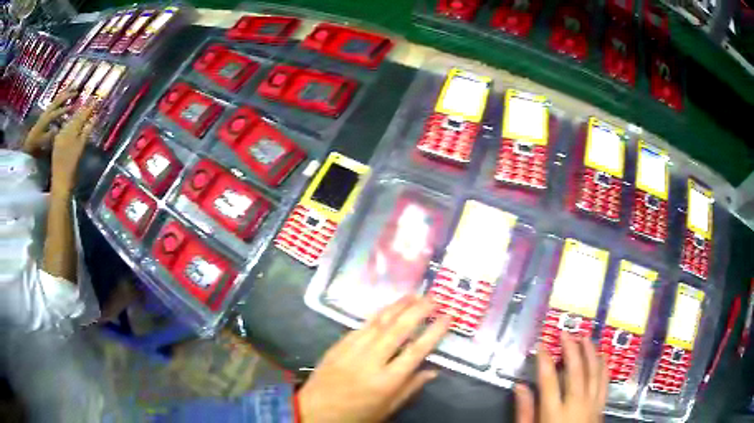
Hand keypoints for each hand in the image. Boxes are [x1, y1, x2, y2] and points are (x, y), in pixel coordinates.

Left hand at [22, 89, 75, 154]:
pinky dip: (60, 97)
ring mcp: (47, 111)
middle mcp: (47, 112)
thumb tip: (58, 128)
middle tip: (76, 91)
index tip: (73, 107)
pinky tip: (64, 95)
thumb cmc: (36, 144)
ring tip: (72, 88)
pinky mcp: (46, 112)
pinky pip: (55, 102)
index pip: (57, 112)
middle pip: (58, 101)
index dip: (65, 110)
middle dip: (67, 95)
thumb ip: (50, 135)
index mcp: (47, 119)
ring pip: (57, 99)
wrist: (29, 143)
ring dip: (65, 93)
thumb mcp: (43, 142)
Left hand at [50, 105, 94, 195]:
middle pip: (75, 117)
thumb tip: (94, 117)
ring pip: (69, 123)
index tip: (95, 100)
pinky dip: (70, 125)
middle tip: (90, 102)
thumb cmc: (71, 169)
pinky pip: (64, 129)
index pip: (81, 116)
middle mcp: (64, 131)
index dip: (88, 108)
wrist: (60, 184)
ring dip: (76, 116)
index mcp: (70, 131)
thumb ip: (86, 132)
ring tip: (82, 110)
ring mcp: (59, 138)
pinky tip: (71, 124)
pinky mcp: (57, 145)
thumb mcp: (80, 149)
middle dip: (82, 110)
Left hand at [297, 296, 451, 422]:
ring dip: (398, 306)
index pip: (416, 351)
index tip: (448, 316)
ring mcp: (352, 350)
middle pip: (398, 330)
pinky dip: (377, 314)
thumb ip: (410, 388)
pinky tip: (387, 307)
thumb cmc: (356, 415)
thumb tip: (433, 371)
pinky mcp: (339, 345)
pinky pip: (362, 325)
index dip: (434, 332)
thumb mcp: (387, 408)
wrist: (314, 411)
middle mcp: (371, 361)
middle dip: (418, 310)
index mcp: (386, 381)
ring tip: (414, 295)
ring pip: (379, 322)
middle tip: (433, 298)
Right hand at [514, 334, 608, 422]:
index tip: (541, 345)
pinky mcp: (601, 406)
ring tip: (585, 337)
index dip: (544, 360)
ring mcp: (592, 404)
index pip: (549, 381)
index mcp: (554, 413)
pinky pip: (605, 382)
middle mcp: (576, 404)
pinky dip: (604, 367)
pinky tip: (602, 356)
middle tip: (565, 332)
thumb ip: (525, 411)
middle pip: (575, 371)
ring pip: (593, 372)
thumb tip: (519, 386)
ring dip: (590, 352)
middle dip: (571, 349)